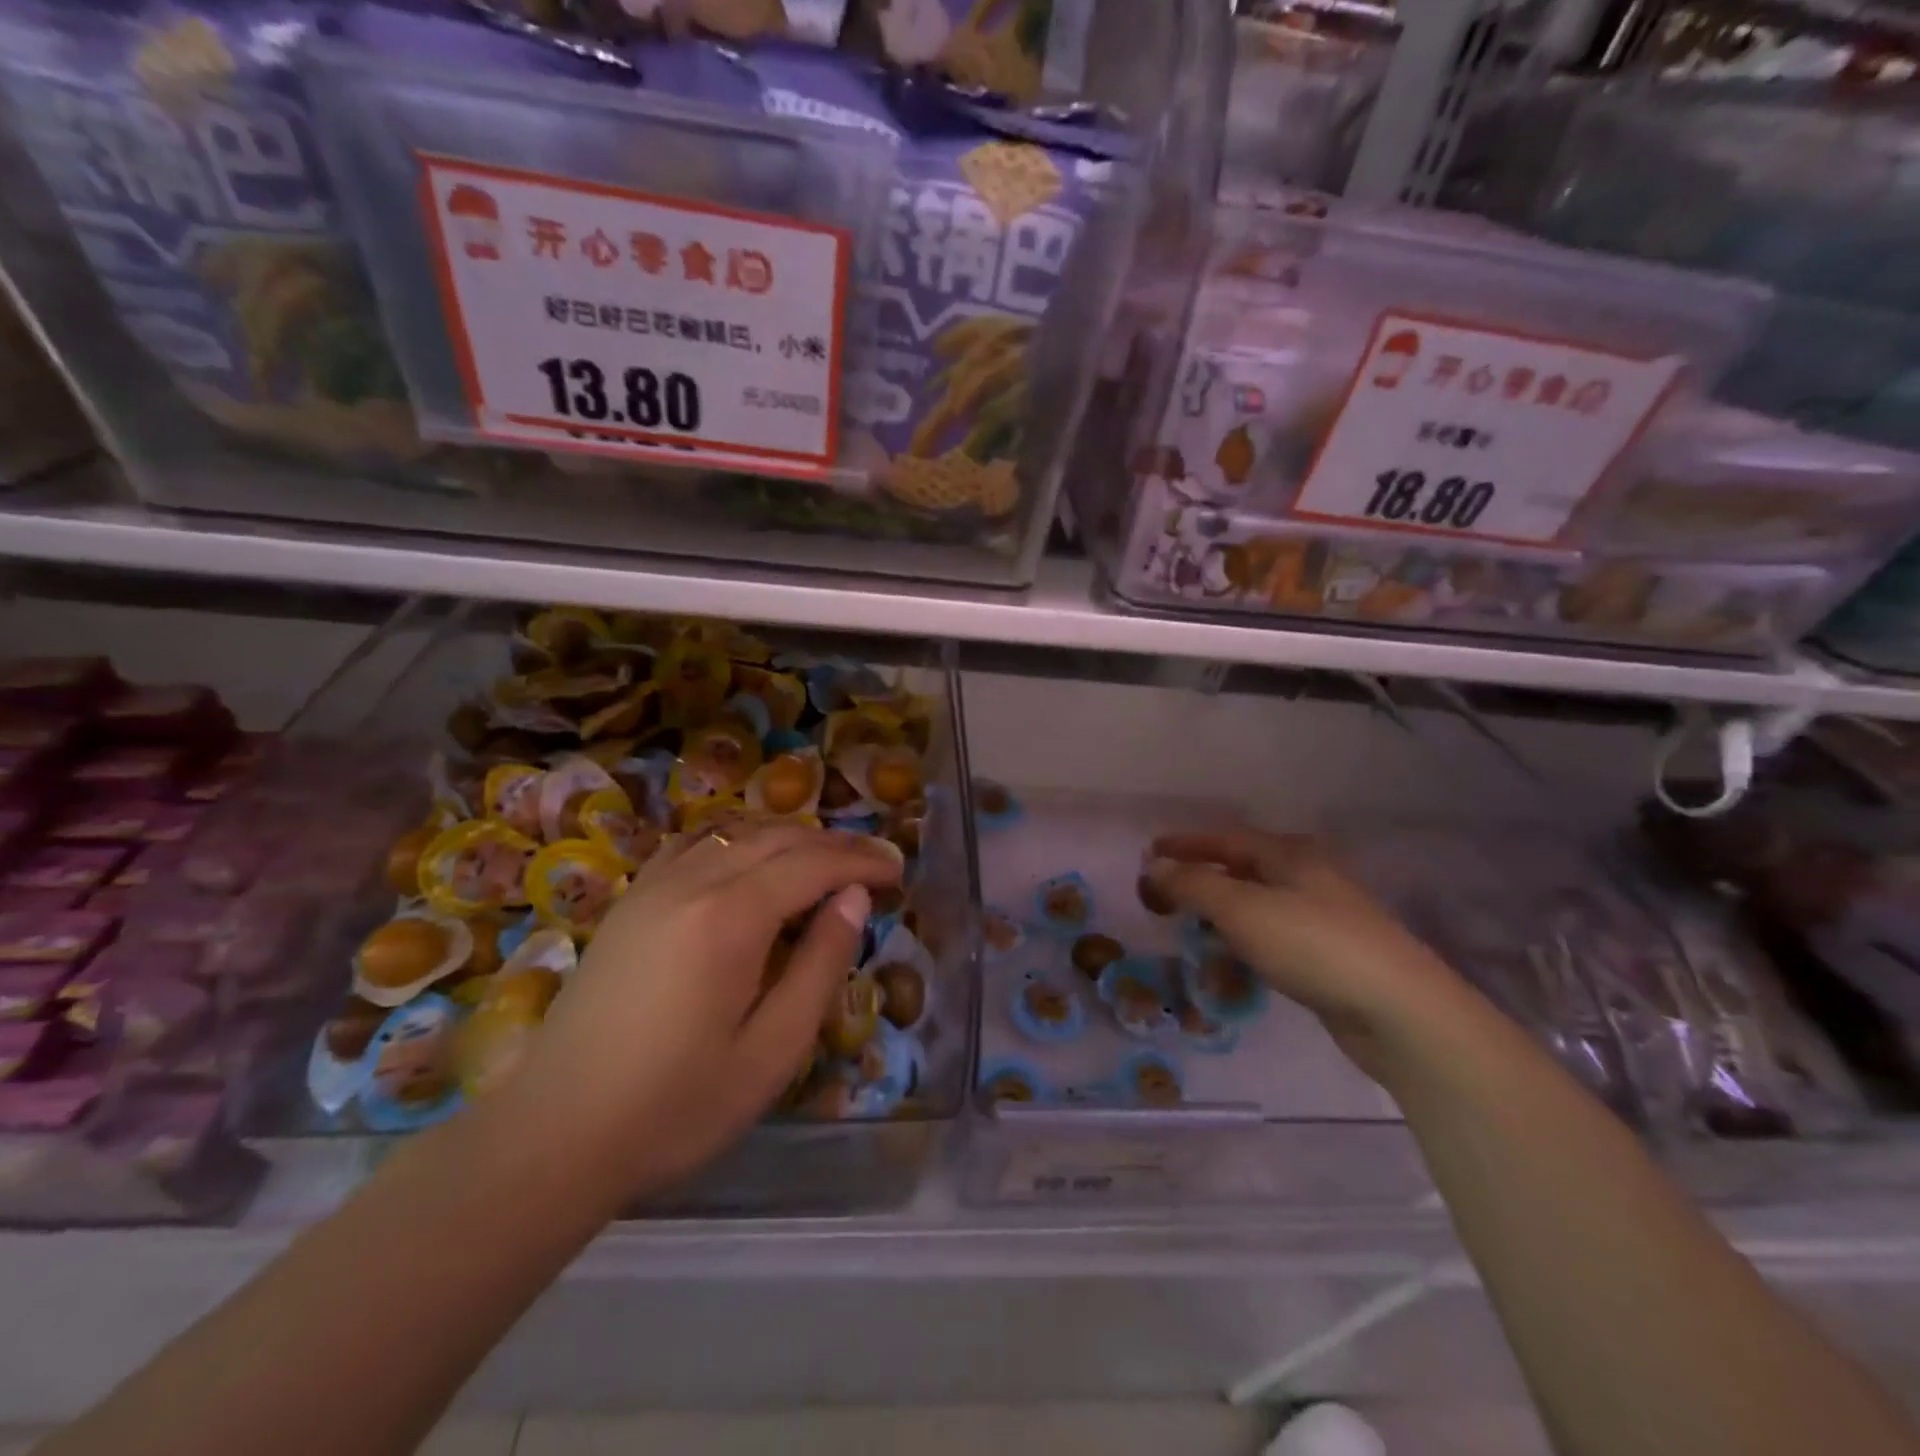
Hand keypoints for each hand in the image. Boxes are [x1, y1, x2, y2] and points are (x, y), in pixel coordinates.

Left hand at [509, 824, 903, 1201]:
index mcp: (730, 918)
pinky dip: (738, 840)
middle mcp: (692, 882)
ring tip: (826, 860)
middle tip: (875, 863)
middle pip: (778, 838)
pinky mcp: (630, 901)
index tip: (898, 871)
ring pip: (737, 833)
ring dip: (789, 838)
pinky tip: (750, 859)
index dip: (861, 861)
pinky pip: (694, 845)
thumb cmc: (676, 1106)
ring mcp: (653, 886)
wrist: (555, 1134)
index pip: (812, 864)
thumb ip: (821, 965)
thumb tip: (854, 898)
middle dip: (834, 844)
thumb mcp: (772, 1050)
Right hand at [1145, 830, 1476, 1075]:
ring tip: (1190, 936)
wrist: (1400, 1011)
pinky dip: (1244, 946)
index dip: (1184, 845)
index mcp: (1289, 854)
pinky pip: (1272, 940)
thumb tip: (1154, 866)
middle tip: (1162, 899)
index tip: (1148, 854)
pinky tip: (1233, 968)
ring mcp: (1323, 917)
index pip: (1225, 839)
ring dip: (1219, 919)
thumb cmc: (1312, 944)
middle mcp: (1307, 876)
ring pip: (1256, 908)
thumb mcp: (1241, 909)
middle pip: (1240, 871)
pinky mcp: (1330, 955)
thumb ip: (1193, 884)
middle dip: (1199, 883)